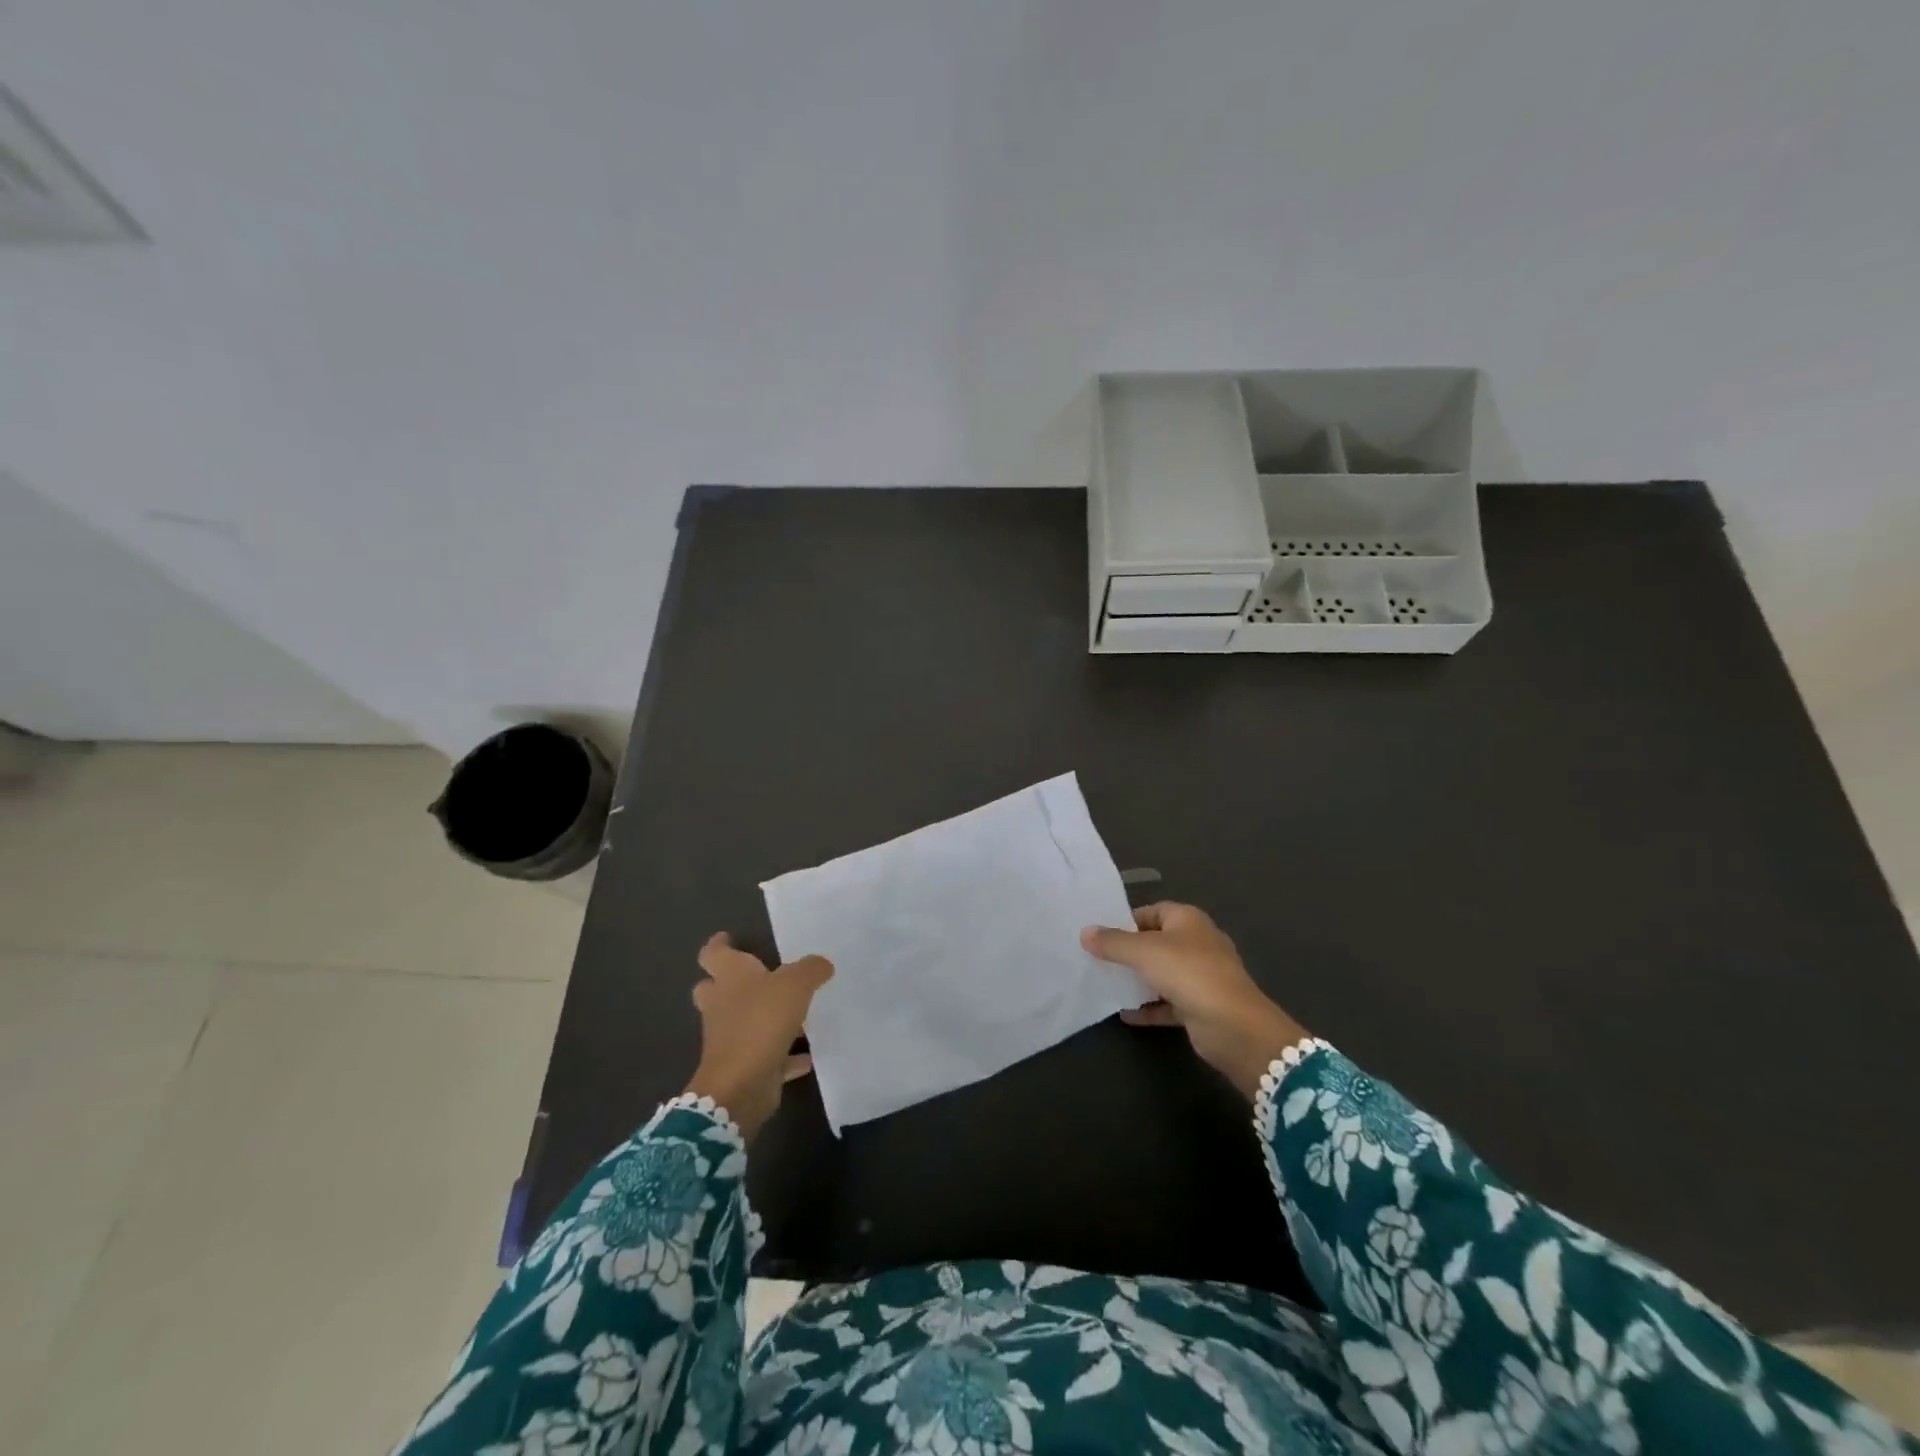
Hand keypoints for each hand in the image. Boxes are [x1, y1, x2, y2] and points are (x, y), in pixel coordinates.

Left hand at [684, 933, 832, 1141]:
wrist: (741, 1084)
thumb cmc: (761, 1021)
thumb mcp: (795, 984)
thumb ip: (810, 969)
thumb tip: (821, 964)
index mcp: (729, 978)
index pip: (713, 954)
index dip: (718, 944)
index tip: (726, 938)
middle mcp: (723, 1005)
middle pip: (714, 989)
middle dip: (727, 983)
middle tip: (753, 976)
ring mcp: (730, 1039)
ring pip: (740, 1022)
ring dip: (759, 1018)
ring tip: (790, 1014)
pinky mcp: (743, 1066)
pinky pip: (766, 1056)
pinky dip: (784, 1056)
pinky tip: (807, 1055)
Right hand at [1081, 902, 1308, 1098]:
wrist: (1233, 1026)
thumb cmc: (1188, 973)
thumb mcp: (1143, 952)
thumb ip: (1113, 942)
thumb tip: (1085, 933)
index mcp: (1188, 920)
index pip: (1153, 911)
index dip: (1127, 920)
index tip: (1101, 934)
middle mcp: (1197, 943)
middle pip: (1156, 942)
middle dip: (1129, 951)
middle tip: (1098, 959)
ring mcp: (1201, 976)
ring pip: (1162, 973)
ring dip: (1138, 980)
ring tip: (1106, 984)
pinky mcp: (1200, 1006)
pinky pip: (1167, 1002)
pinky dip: (1148, 1007)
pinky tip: (1124, 1013)